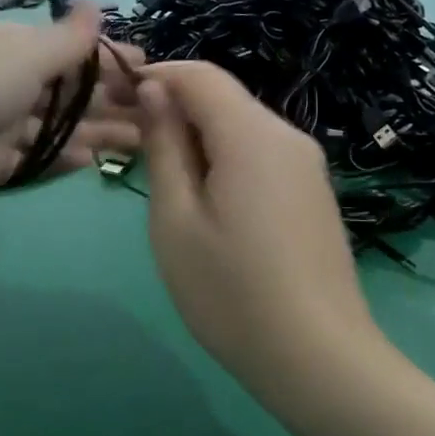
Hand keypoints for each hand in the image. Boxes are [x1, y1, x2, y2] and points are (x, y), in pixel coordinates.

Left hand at [0, 1, 143, 221]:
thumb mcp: (23, 54)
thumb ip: (65, 40)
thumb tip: (94, 5)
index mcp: (11, 48)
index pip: (71, 51)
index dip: (111, 60)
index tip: (152, 72)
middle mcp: (3, 83)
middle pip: (66, 93)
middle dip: (111, 102)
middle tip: (158, 118)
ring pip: (53, 128)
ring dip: (95, 132)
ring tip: (140, 143)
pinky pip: (30, 160)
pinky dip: (59, 159)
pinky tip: (91, 162)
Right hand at [138, 62, 374, 370]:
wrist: (319, 360)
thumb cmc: (231, 292)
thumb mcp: (176, 219)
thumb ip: (164, 147)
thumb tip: (156, 91)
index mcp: (252, 135)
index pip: (199, 75)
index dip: (155, 76)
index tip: (115, 99)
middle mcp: (288, 136)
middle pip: (222, 99)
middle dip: (174, 108)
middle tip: (131, 145)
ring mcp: (307, 166)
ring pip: (241, 128)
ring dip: (197, 137)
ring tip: (163, 182)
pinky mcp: (313, 193)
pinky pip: (261, 155)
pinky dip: (225, 159)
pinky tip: (207, 203)